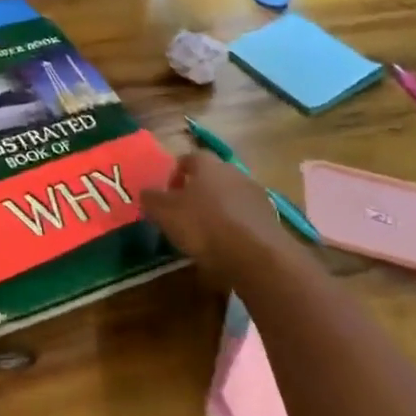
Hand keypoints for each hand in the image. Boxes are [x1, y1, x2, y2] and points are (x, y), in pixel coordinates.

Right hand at [141, 152, 296, 281]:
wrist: (256, 256)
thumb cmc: (203, 225)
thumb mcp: (164, 212)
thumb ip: (151, 199)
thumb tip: (146, 193)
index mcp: (207, 164)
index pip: (188, 158)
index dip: (174, 174)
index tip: (166, 195)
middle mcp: (233, 172)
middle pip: (211, 176)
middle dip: (196, 191)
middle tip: (182, 213)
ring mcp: (255, 194)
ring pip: (229, 196)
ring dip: (217, 209)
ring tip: (204, 233)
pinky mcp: (270, 219)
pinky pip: (244, 217)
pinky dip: (234, 226)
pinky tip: (225, 246)